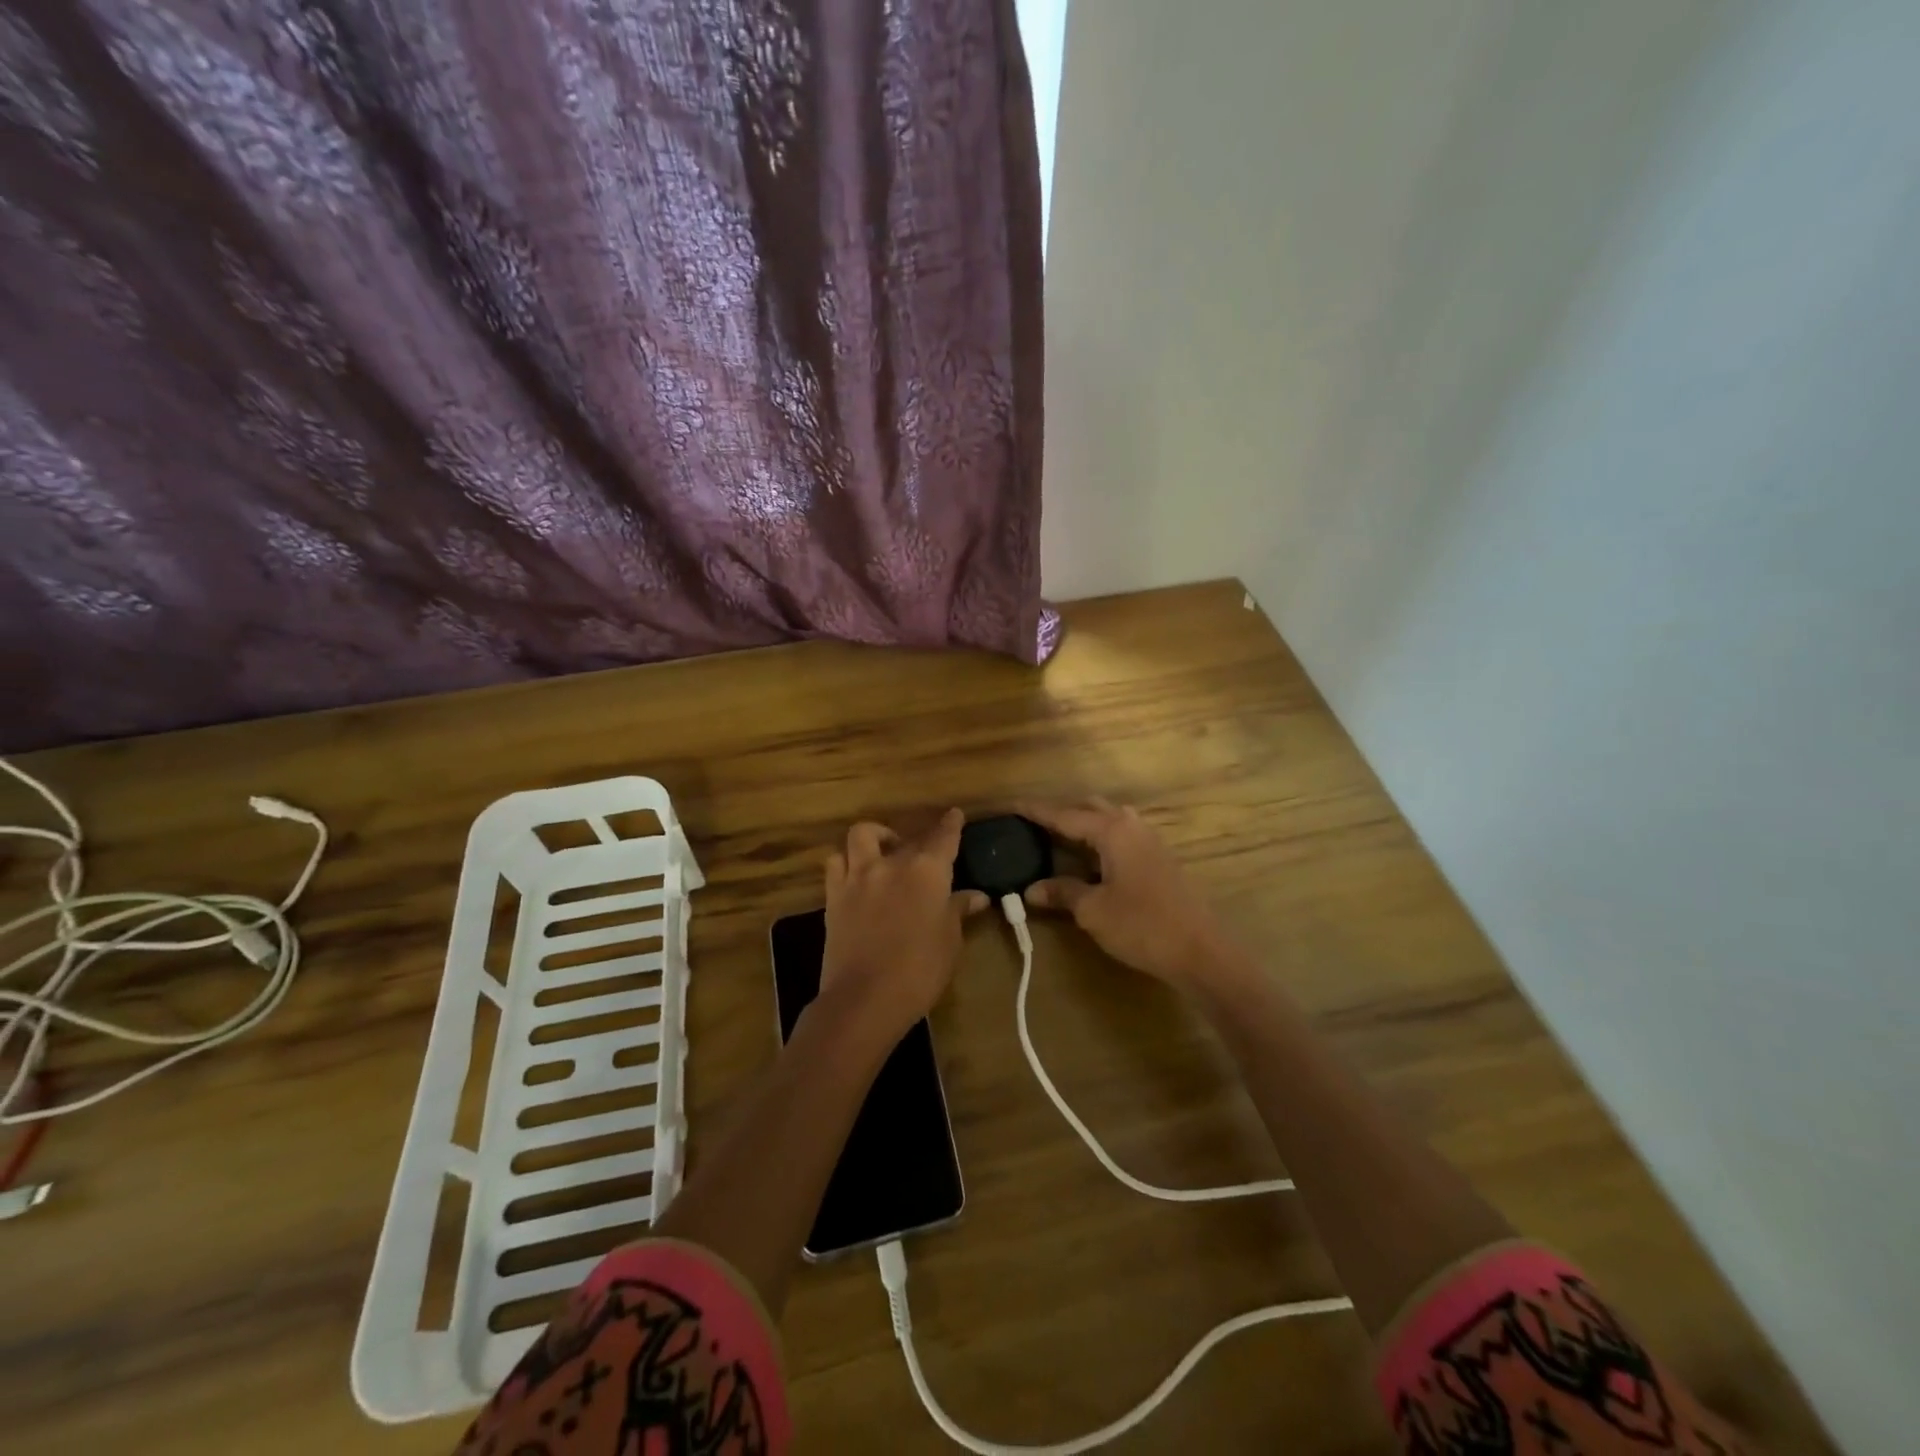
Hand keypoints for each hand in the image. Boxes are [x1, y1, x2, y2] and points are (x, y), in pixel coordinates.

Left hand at [819, 809, 988, 1048]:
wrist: (865, 998)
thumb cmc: (920, 970)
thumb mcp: (950, 942)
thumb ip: (959, 911)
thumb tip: (977, 896)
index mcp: (927, 871)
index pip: (944, 837)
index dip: (951, 824)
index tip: (954, 814)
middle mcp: (892, 863)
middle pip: (907, 838)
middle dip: (918, 839)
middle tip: (925, 852)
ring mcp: (858, 876)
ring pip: (862, 835)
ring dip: (875, 837)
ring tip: (883, 852)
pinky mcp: (834, 895)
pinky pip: (836, 863)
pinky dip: (846, 861)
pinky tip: (856, 874)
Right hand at [1019, 799, 1237, 987]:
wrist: (1201, 951)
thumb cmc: (1142, 926)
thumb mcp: (1093, 910)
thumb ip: (1062, 892)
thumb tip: (1031, 889)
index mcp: (1112, 830)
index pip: (1065, 815)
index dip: (1036, 811)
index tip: (1012, 804)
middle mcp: (1131, 826)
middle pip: (1090, 808)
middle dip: (1061, 813)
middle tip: (1033, 824)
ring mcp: (1149, 840)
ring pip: (1109, 820)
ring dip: (1083, 825)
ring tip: (1057, 839)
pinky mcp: (1159, 858)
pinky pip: (1121, 835)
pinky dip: (1099, 839)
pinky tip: (1089, 860)